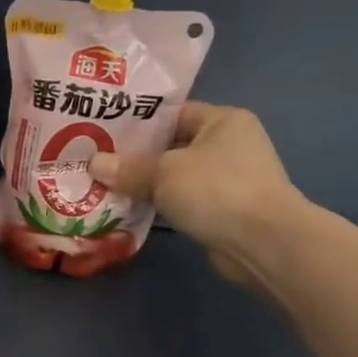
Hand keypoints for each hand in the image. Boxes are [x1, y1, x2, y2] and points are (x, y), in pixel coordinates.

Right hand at [88, 102, 310, 286]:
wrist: (264, 243)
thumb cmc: (216, 189)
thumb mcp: (163, 172)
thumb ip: (128, 168)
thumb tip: (93, 164)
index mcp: (223, 120)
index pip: (173, 114)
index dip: (138, 122)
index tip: (102, 131)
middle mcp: (230, 145)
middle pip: (172, 145)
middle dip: (136, 156)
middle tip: (96, 160)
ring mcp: (229, 179)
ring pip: (175, 176)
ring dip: (146, 184)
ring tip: (105, 185)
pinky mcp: (224, 210)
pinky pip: (183, 201)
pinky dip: (160, 205)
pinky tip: (130, 209)